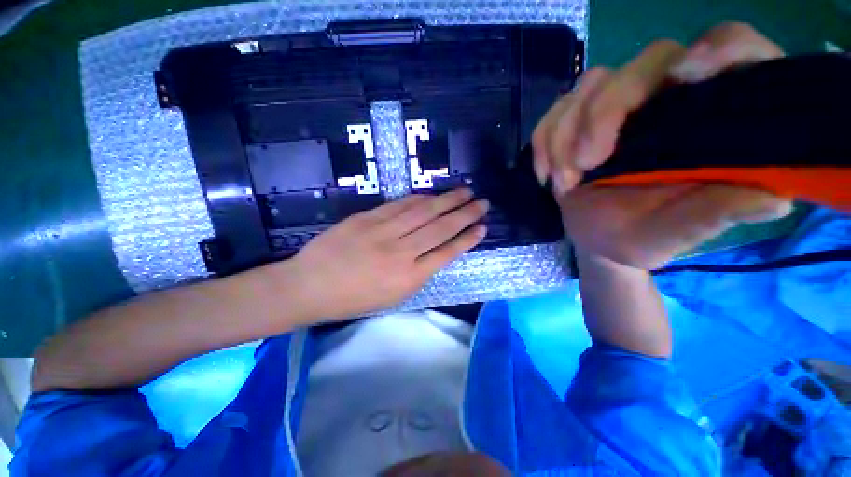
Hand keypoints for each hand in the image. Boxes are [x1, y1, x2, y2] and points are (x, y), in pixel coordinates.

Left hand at [289, 189, 487, 321]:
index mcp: (408, 278)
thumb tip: (435, 252)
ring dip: (447, 201)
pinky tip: (433, 194)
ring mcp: (383, 232)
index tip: (482, 228)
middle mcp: (401, 253)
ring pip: (423, 212)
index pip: (447, 253)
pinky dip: (419, 198)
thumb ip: (417, 274)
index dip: (467, 239)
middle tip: (482, 202)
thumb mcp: (392, 297)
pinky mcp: (367, 218)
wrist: (309, 286)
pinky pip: (400, 205)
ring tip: (465, 192)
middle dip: (465, 214)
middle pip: (440, 228)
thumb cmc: (353, 299)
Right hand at [532, 22, 791, 269]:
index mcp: (712, 118)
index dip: (719, 49)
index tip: (686, 75)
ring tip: (564, 184)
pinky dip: (544, 141)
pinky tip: (546, 174)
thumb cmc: (640, 237)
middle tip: (586, 164)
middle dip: (604, 113)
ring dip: (564, 135)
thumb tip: (773, 200)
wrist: (595, 238)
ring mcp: (619, 105)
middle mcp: (668, 98)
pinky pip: (554, 112)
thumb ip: (715, 214)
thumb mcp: (676, 233)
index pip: (733, 49)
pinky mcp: (579, 118)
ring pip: (590, 84)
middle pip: (646, 63)